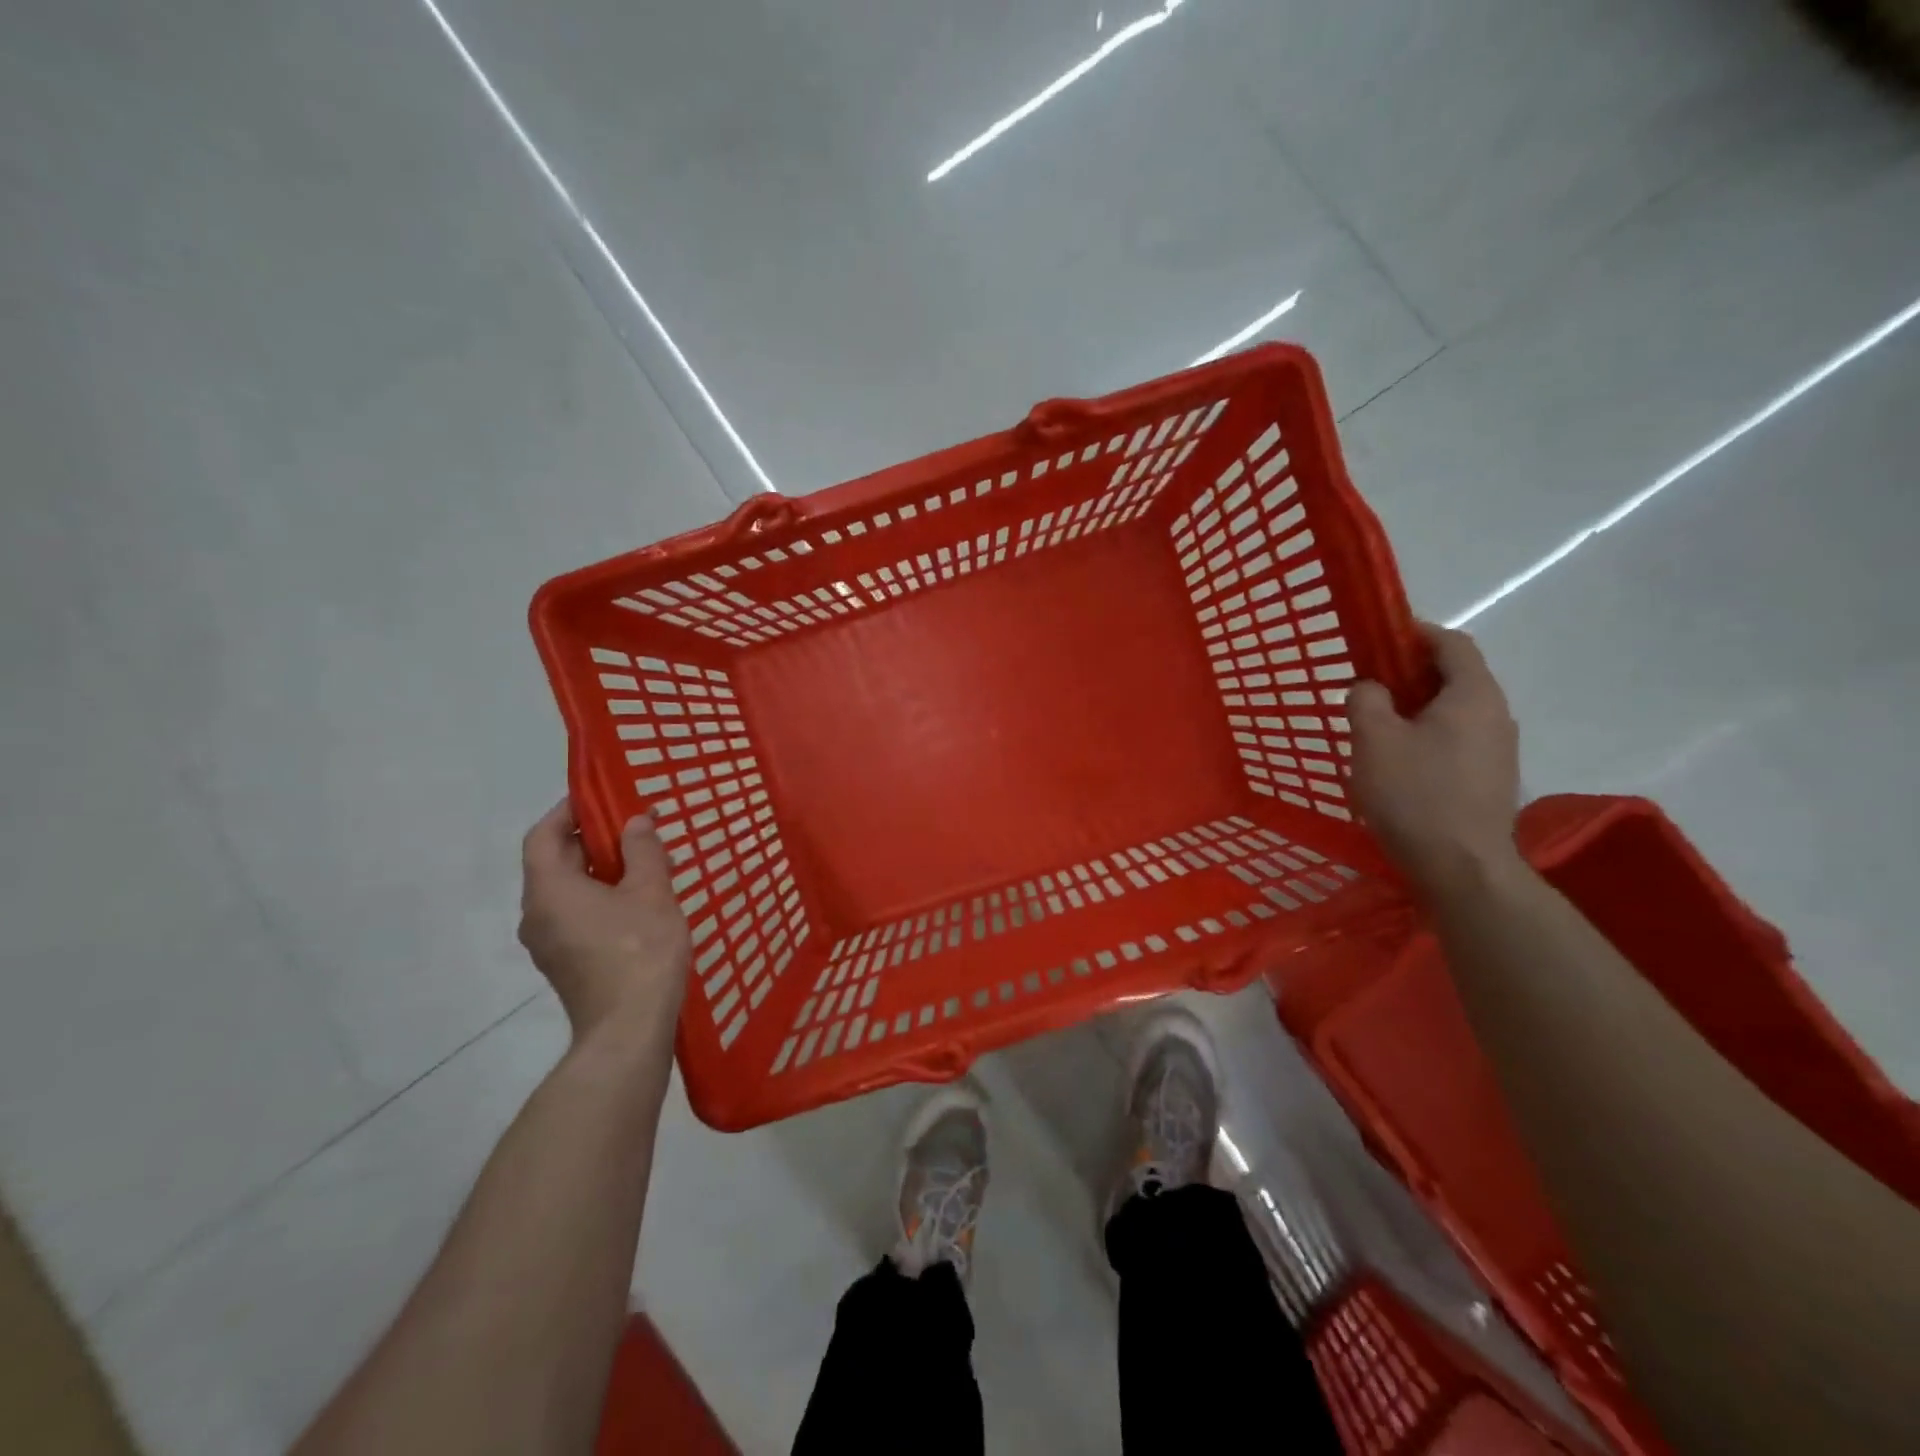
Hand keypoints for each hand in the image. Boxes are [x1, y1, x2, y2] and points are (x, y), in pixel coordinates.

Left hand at [519, 801, 690, 1040]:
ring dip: (599, 870)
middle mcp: (537, 914)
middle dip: (592, 839)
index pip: (544, 835)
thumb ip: (642, 850)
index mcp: (549, 890)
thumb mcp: (651, 891)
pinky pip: (574, 915)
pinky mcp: (564, 962)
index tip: (603, 797)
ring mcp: (547, 943)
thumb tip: (635, 822)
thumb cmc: (639, 951)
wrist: (628, 1029)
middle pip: (554, 862)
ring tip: (645, 862)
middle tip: (634, 828)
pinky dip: (599, 897)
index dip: (569, 811)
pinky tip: (638, 902)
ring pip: (566, 891)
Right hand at [1348, 623, 1522, 895]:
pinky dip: (1428, 735)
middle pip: (1455, 676)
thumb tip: (1371, 687)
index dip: (1416, 633)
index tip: (1379, 637)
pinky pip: (1458, 740)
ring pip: (1455, 711)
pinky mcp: (1491, 779)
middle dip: (1411, 673)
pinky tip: (1399, 762)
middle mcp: (1497, 715)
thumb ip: (1366, 700)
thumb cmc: (1415, 794)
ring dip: (1418, 708)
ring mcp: (1500, 750)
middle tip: (1368, 684)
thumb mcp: (1373, 739)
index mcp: (1473, 695)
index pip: (1452, 643)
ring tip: (1377, 725)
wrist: (1462, 867)